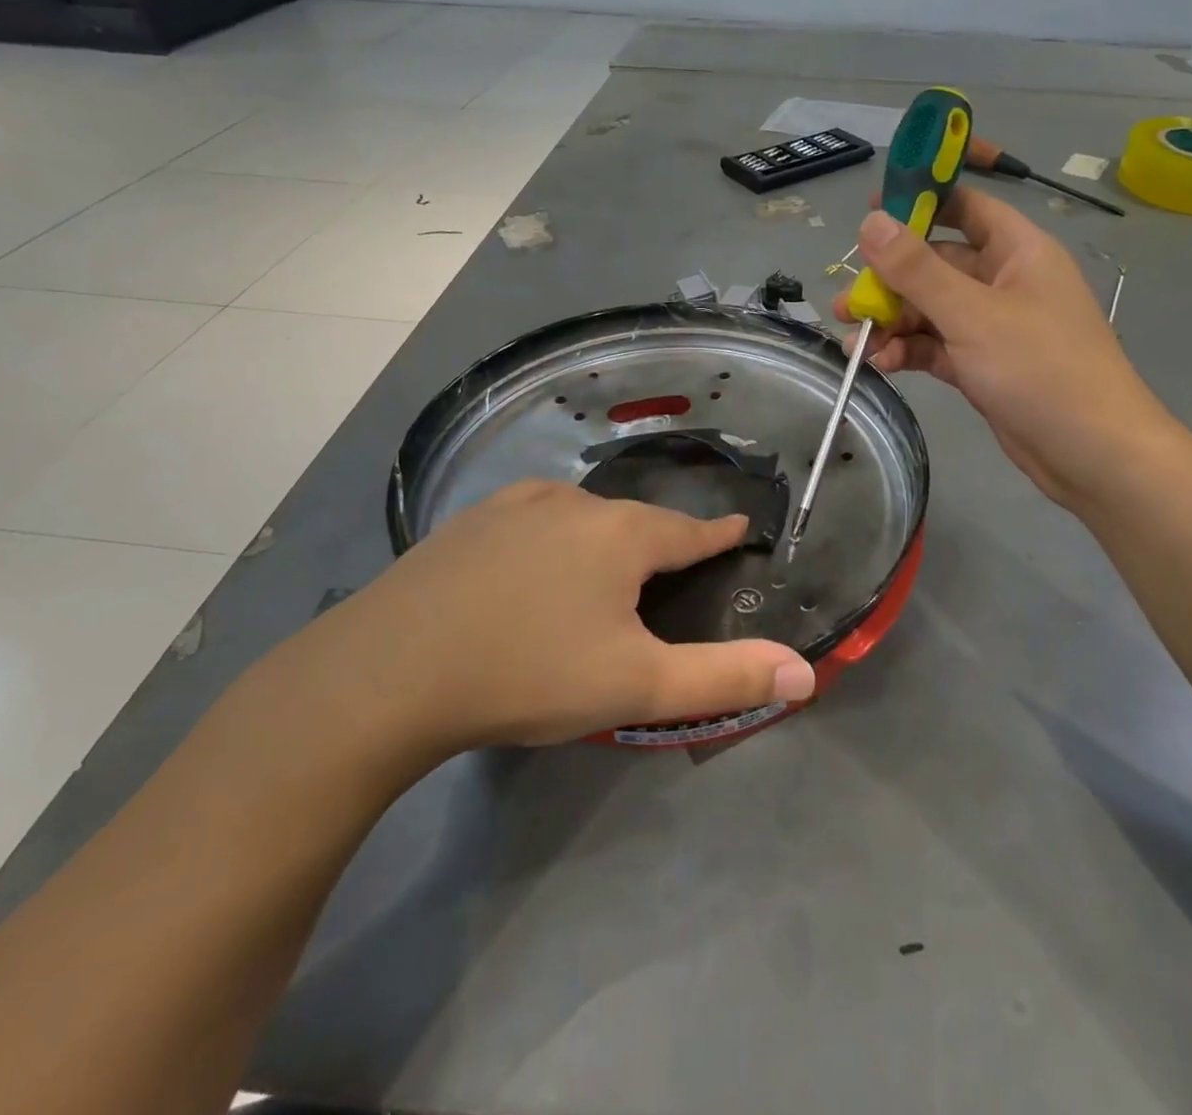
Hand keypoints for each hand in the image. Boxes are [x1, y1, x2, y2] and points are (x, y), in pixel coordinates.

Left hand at [268, 482, 816, 766]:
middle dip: (659, 546)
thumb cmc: (528, 674)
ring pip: (582, 519)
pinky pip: (533, 523)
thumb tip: (806, 672)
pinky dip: (551, 542)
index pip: (691, 531)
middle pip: (636, 522)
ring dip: (603, 541)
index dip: (719, 535)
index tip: (739, 529)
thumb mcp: (636, 687)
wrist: (386, 674)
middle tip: (667, 577)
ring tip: (602, 577)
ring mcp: (515, 505)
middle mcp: (575, 503)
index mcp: (622, 534)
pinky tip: (533, 571)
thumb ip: (724, 677)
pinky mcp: (469, 522)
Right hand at [833, 186, 1176, 506]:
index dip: (920, 202)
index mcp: (1018, 251)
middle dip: (890, 281)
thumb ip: (918, 269)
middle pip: (937, 266)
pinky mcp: (983, 366)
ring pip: (931, 311)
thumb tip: (871, 222)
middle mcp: (1005, 282)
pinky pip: (937, 347)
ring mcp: (993, 327)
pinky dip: (909, 352)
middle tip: (848, 301)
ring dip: (893, 322)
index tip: (870, 211)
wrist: (1092, 454)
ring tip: (853, 340)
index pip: (966, 208)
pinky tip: (881, 364)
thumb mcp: (973, 314)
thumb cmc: (1040, 368)